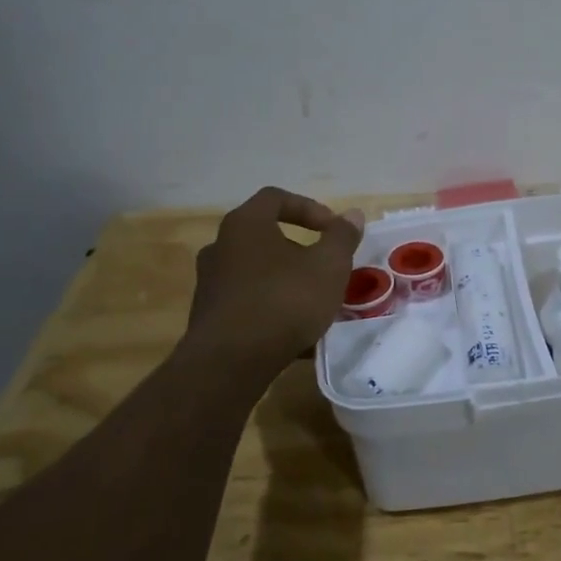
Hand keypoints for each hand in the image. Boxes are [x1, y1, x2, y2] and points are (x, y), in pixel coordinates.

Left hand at [185, 187, 364, 368]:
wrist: (230, 363)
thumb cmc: (284, 301)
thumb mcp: (328, 266)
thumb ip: (342, 236)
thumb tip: (352, 214)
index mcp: (245, 224)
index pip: (275, 198)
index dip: (309, 208)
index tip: (333, 230)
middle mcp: (220, 247)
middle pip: (264, 236)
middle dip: (299, 249)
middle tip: (325, 267)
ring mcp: (210, 284)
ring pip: (257, 272)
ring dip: (286, 281)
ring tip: (314, 303)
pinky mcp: (209, 318)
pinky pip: (248, 303)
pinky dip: (272, 308)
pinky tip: (296, 333)